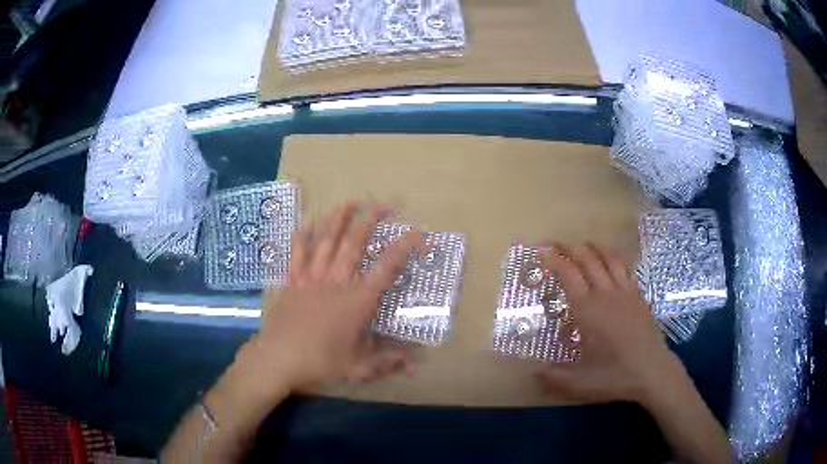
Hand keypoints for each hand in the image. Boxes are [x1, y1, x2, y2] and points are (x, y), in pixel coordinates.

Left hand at [251, 201, 421, 392]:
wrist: (278, 359)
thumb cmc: (320, 363)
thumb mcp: (358, 367)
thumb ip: (387, 361)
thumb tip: (415, 361)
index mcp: (357, 301)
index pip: (386, 268)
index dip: (403, 247)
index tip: (417, 233)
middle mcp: (336, 281)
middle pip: (353, 243)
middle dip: (369, 220)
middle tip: (381, 205)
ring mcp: (311, 278)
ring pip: (326, 240)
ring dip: (338, 218)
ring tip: (349, 202)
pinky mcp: (292, 281)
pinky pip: (297, 252)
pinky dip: (303, 235)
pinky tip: (306, 223)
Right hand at [536, 243, 678, 403]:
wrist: (652, 372)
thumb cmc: (615, 376)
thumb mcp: (579, 383)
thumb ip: (554, 376)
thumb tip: (533, 371)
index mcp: (588, 311)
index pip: (568, 276)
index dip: (555, 261)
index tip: (543, 251)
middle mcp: (606, 295)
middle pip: (589, 260)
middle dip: (572, 248)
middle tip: (558, 242)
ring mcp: (626, 293)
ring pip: (610, 260)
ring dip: (596, 248)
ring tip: (586, 243)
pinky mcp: (639, 297)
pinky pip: (627, 269)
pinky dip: (617, 259)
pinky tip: (614, 260)